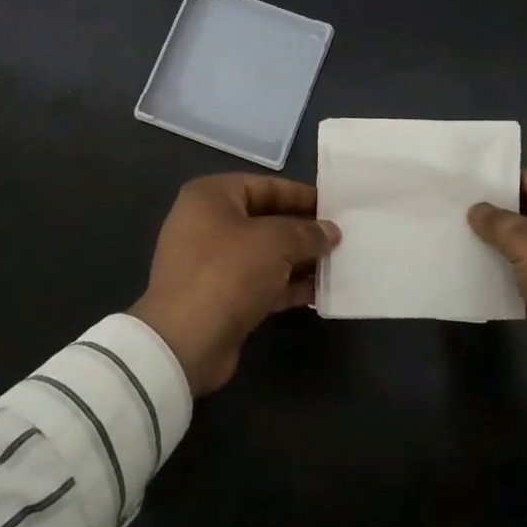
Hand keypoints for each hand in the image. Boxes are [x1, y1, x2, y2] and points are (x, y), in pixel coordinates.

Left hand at [131, 174, 340, 395]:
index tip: (335, 206)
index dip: (302, 195)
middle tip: (341, 237)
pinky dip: (286, 285)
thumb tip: (330, 232)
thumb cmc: (229, 272)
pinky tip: (318, 293)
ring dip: (299, 260)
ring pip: (264, 254)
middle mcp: (207, 223)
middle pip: (266, 220)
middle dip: (303, 230)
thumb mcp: (276, 242)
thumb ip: (307, 232)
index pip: (265, 185)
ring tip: (337, 265)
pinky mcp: (219, 297)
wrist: (185, 341)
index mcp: (211, 197)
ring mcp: (211, 263)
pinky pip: (259, 282)